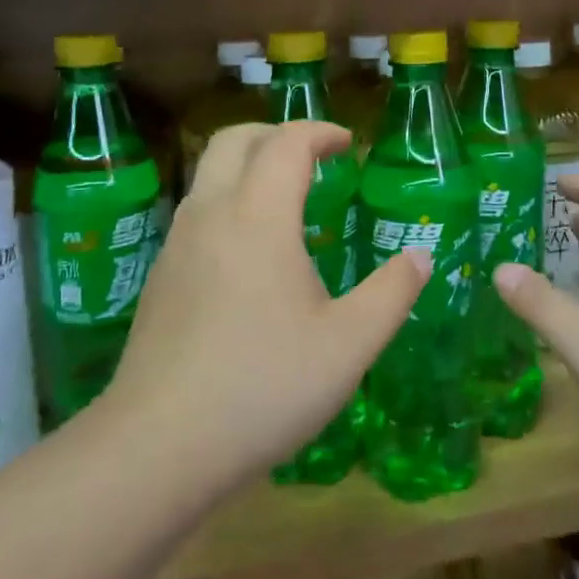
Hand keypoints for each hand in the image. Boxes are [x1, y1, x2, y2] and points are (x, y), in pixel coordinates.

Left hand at [100, 121, 428, 496]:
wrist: (158, 446)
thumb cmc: (264, 386)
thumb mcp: (349, 345)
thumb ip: (392, 293)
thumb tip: (420, 256)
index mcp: (259, 217)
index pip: (286, 143)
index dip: (319, 133)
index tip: (347, 145)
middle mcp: (211, 216)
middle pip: (234, 140)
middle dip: (276, 134)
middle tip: (312, 156)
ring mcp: (177, 246)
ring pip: (208, 175)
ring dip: (247, 166)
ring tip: (286, 200)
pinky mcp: (160, 278)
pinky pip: (197, 213)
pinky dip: (229, 202)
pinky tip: (250, 254)